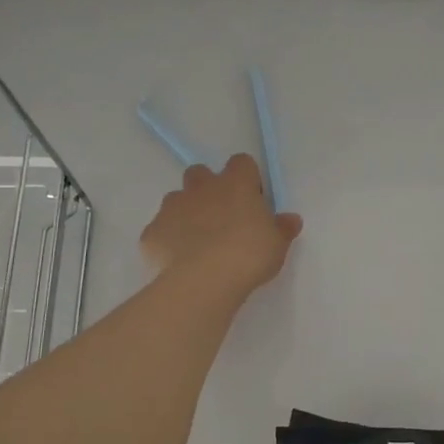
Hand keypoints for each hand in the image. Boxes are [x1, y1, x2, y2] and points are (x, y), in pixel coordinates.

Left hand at [139, 153, 302, 292]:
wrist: (204, 280)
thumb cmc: (249, 255)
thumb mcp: (278, 244)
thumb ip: (282, 228)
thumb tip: (291, 219)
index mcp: (235, 184)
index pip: (241, 163)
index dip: (246, 179)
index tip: (252, 201)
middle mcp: (201, 188)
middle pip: (200, 174)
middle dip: (207, 190)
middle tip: (221, 219)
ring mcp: (172, 207)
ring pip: (176, 200)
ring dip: (185, 214)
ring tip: (197, 243)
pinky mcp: (152, 232)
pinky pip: (159, 230)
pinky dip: (167, 241)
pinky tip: (178, 263)